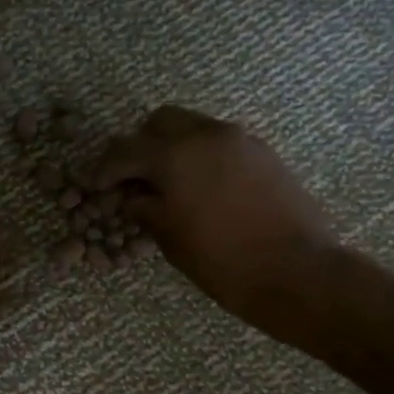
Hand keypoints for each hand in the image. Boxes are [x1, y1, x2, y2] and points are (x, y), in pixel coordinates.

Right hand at [93, 106, 339, 333]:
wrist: (294, 270)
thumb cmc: (221, 259)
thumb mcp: (168, 236)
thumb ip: (143, 207)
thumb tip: (130, 196)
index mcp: (175, 154)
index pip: (126, 149)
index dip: (105, 169)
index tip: (98, 189)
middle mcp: (207, 134)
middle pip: (160, 123)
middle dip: (141, 147)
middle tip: (134, 181)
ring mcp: (240, 140)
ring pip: (193, 128)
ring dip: (173, 149)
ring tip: (168, 186)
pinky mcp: (263, 153)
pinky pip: (220, 143)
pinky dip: (201, 157)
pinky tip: (201, 190)